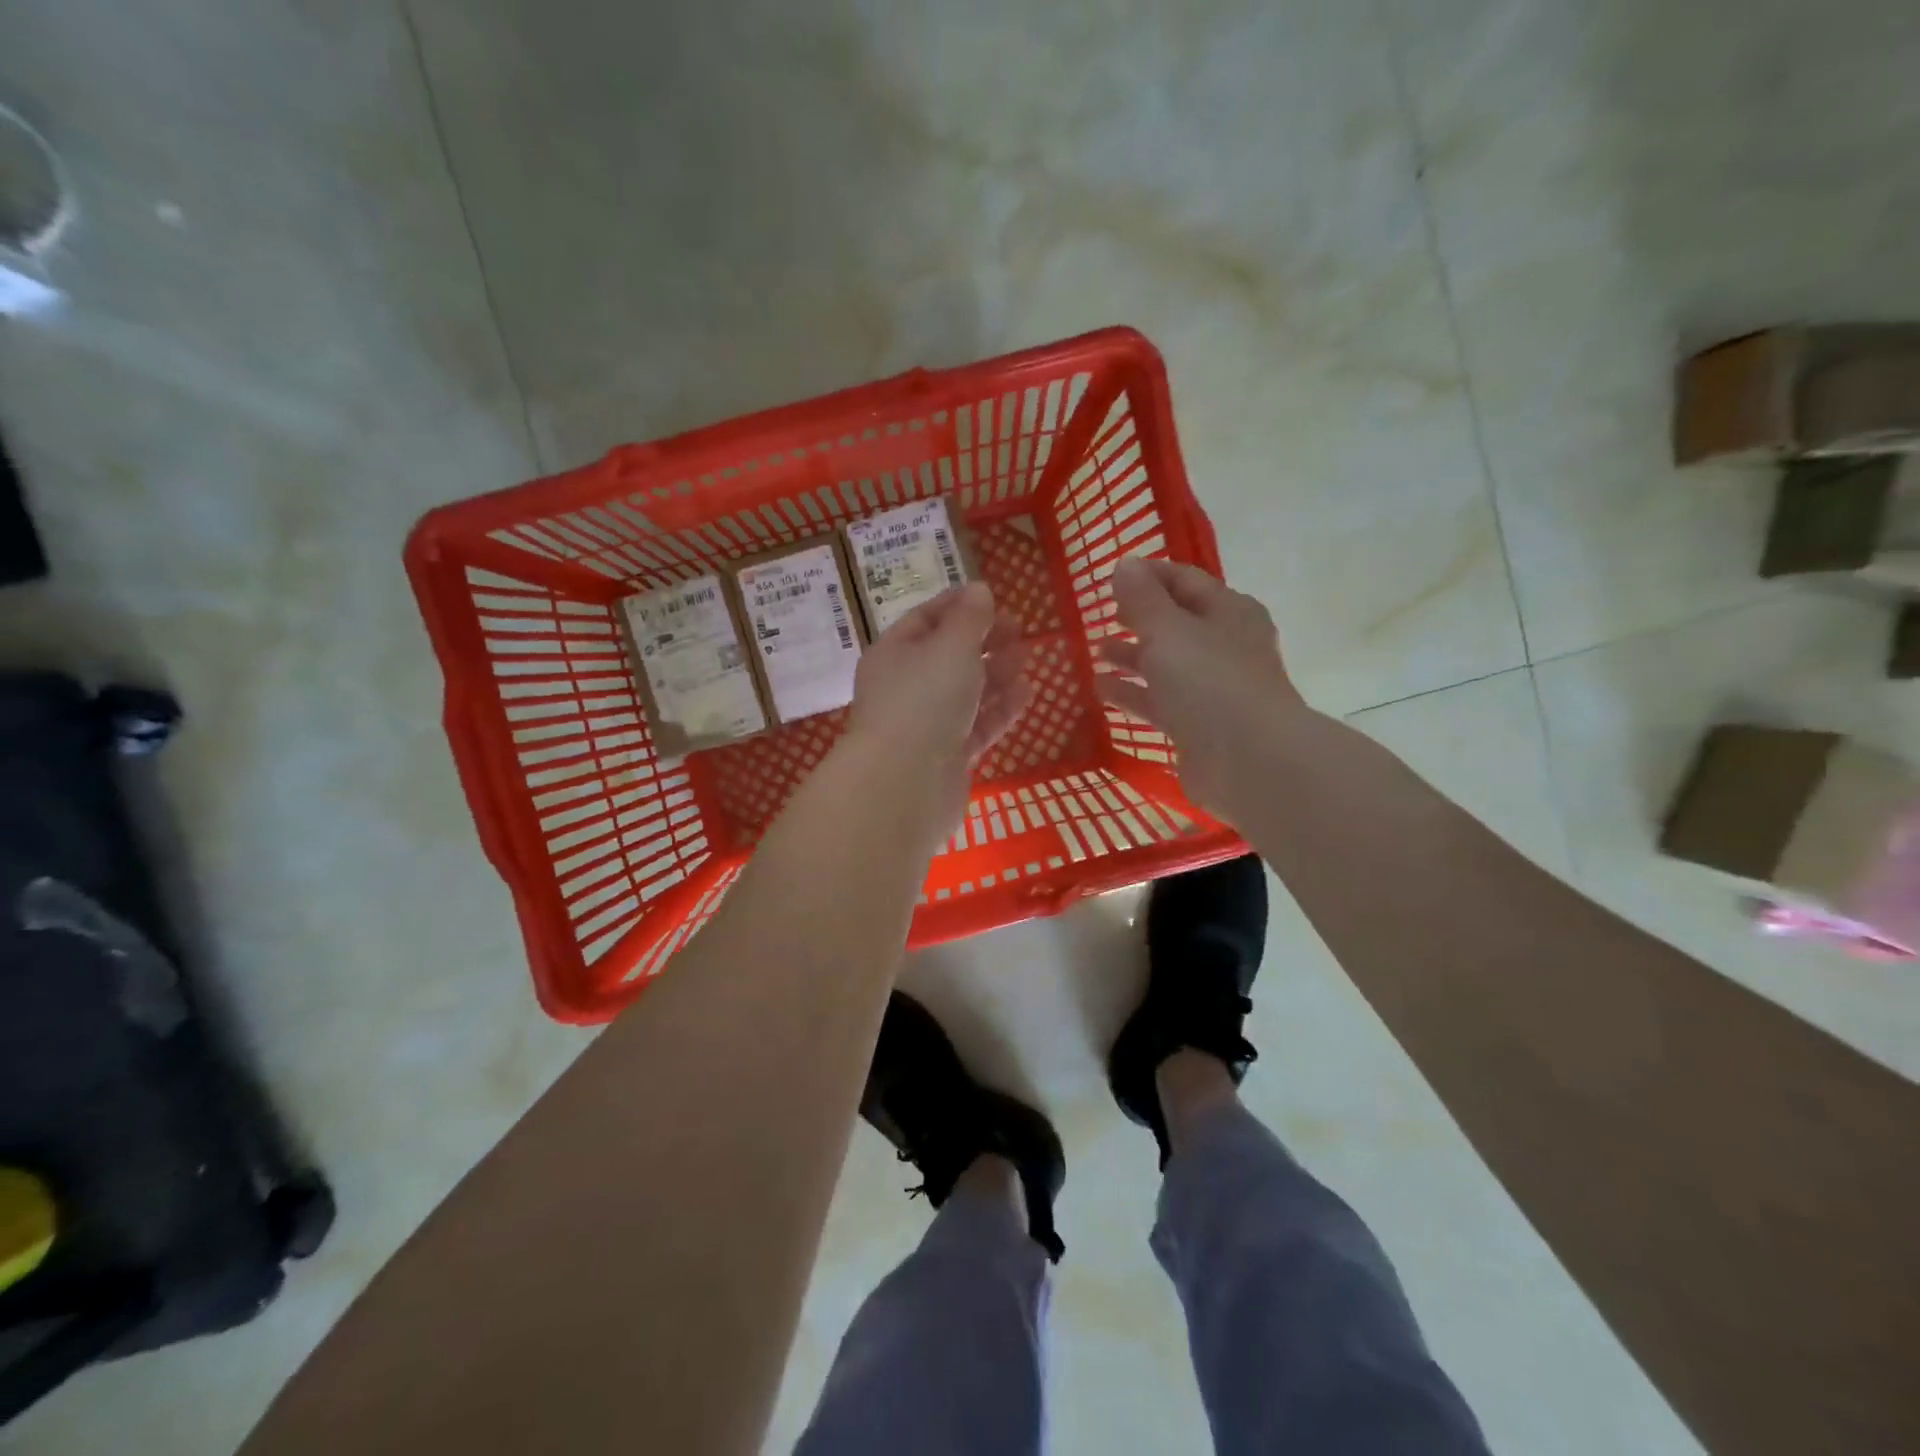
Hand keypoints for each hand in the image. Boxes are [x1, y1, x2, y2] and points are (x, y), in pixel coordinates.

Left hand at [845, 582, 1031, 826]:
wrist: (906, 785)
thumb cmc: (925, 700)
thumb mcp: (951, 646)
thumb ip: (970, 618)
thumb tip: (979, 590)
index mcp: (893, 654)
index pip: (924, 619)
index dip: (958, 605)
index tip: (993, 597)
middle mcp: (905, 688)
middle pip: (946, 656)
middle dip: (982, 640)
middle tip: (1019, 630)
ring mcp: (926, 725)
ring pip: (964, 692)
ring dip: (995, 673)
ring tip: (1026, 658)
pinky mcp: (947, 757)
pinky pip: (977, 725)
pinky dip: (1000, 709)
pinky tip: (1026, 693)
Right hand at [1093, 557, 1308, 816]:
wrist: (1248, 760)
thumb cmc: (1209, 682)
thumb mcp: (1168, 630)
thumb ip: (1142, 598)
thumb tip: (1125, 564)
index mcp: (1227, 611)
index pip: (1184, 580)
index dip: (1147, 576)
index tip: (1110, 578)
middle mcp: (1224, 645)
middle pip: (1175, 623)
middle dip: (1138, 619)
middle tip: (1102, 617)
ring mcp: (1212, 688)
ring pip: (1166, 664)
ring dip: (1132, 657)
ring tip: (1096, 653)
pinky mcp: (1198, 725)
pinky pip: (1160, 701)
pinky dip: (1133, 693)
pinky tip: (1102, 691)